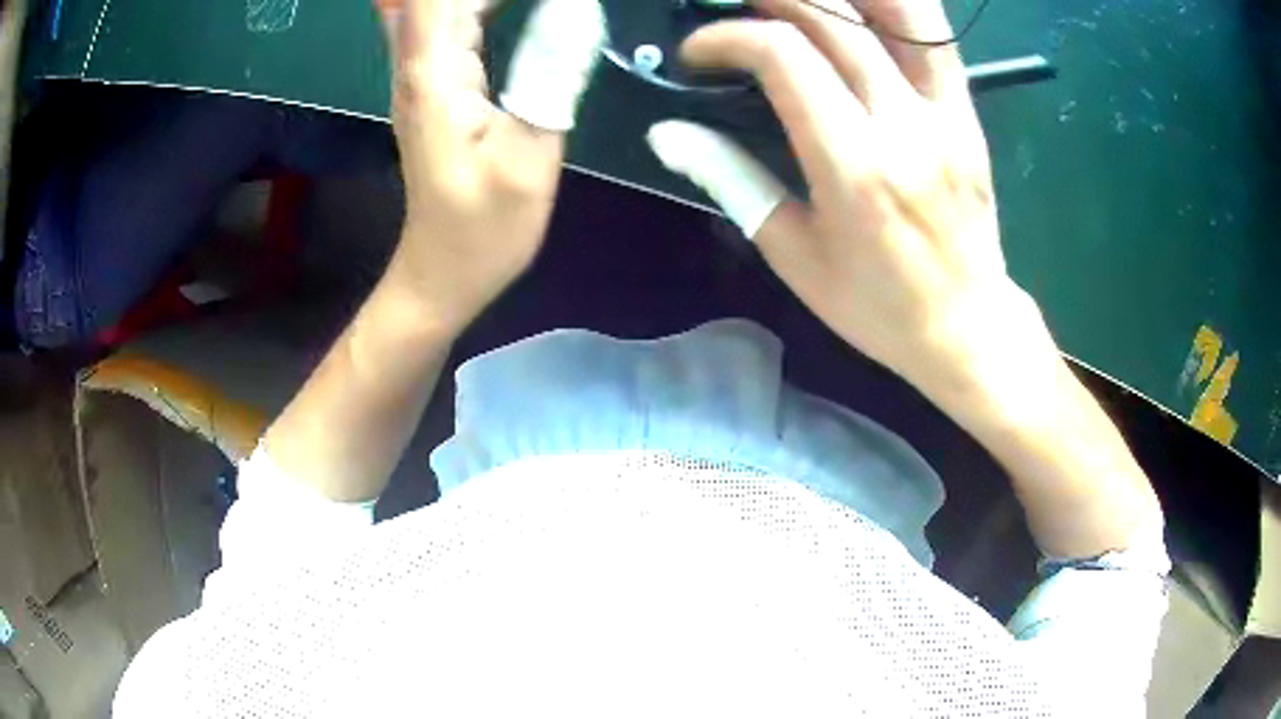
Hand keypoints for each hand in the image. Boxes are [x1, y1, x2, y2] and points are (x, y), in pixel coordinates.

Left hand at [376, 0, 604, 331]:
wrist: (442, 271)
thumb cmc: (482, 229)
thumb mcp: (527, 159)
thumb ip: (550, 75)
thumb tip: (576, 7)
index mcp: (434, 73)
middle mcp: (418, 62)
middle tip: (563, 2)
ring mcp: (422, 72)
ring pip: (441, 4)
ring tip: (552, 6)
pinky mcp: (435, 83)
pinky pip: (451, 19)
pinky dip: (481, 4)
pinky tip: (505, 6)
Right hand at [649, 0, 1164, 561]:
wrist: (966, 326)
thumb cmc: (875, 306)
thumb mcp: (792, 253)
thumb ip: (729, 179)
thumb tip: (666, 133)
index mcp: (853, 165)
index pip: (783, 57)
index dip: (728, 37)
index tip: (699, 52)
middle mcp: (902, 123)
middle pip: (833, 21)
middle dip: (771, 0)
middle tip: (736, 9)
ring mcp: (944, 113)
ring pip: (896, 13)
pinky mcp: (967, 114)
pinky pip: (937, 38)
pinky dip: (896, 7)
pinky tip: (861, 6)